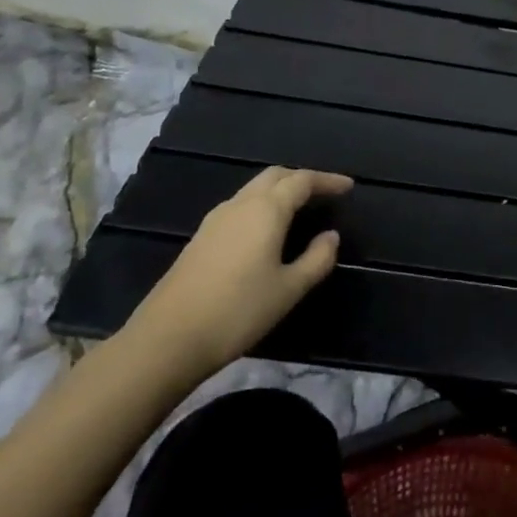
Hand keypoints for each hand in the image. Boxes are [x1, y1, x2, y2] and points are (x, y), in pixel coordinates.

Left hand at [125, 167, 352, 377]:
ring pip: (253, 189)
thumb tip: (331, 236)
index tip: (348, 187)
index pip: (302, 181)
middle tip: (324, 193)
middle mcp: (240, 205)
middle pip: (275, 176)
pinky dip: (261, 206)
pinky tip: (266, 231)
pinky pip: (239, 206)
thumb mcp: (289, 289)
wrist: (167, 339)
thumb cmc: (238, 311)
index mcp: (266, 210)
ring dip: (280, 190)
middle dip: (302, 179)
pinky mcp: (200, 238)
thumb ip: (317, 259)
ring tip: (300, 209)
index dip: (328, 180)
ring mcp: (215, 220)